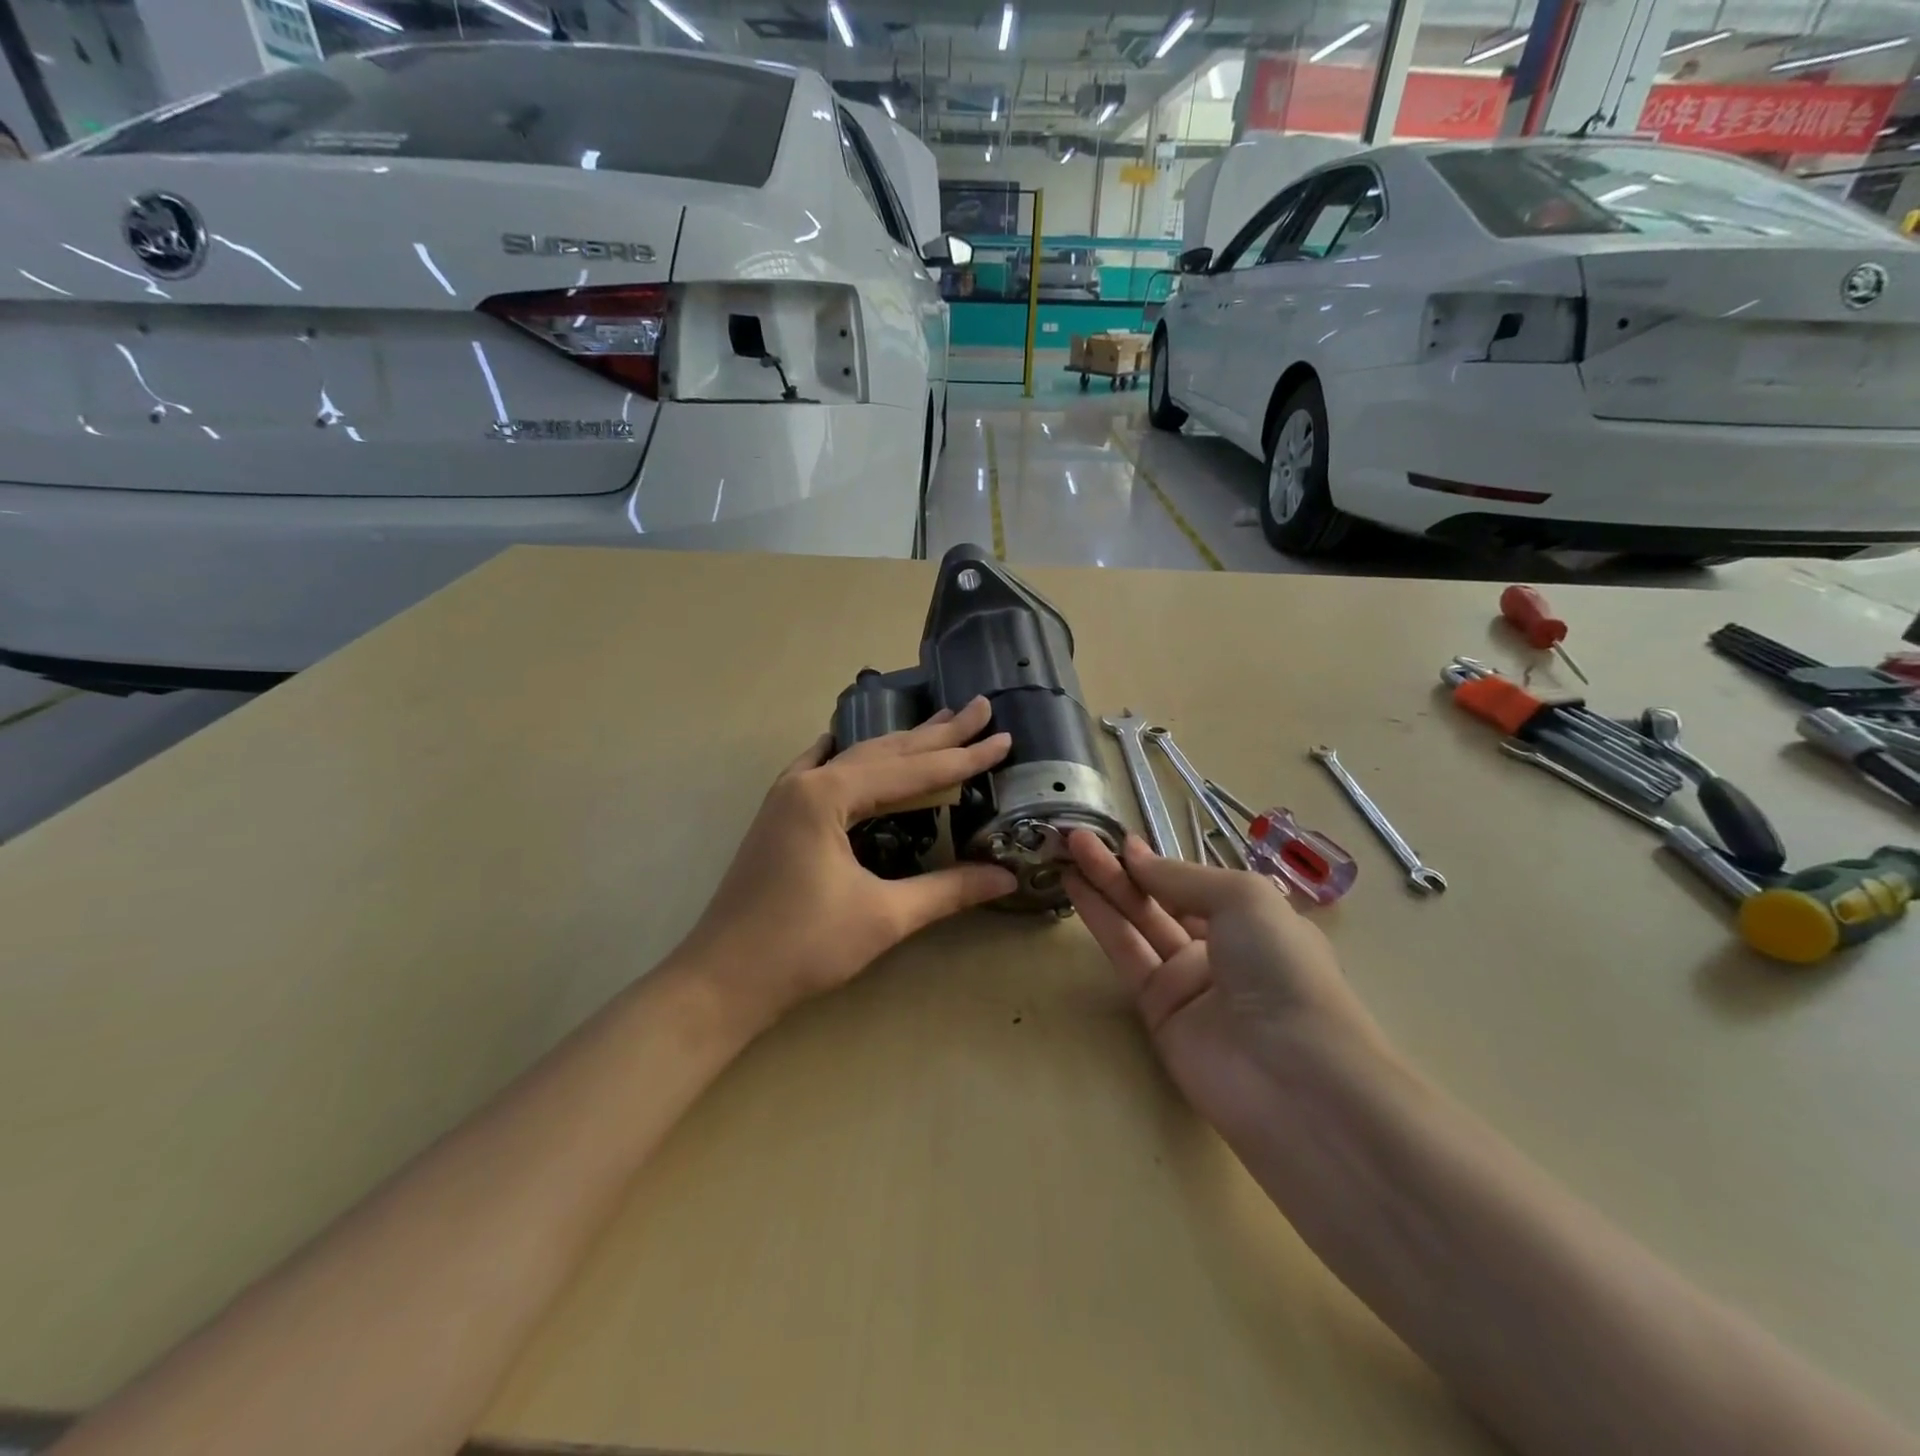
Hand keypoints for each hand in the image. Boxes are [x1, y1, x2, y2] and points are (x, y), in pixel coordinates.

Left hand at [677, 697, 1017, 1032]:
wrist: (720, 981)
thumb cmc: (802, 947)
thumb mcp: (884, 916)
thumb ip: (948, 890)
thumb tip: (1006, 876)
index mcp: (829, 795)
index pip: (913, 772)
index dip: (963, 759)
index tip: (1004, 738)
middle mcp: (807, 782)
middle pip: (886, 752)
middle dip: (938, 734)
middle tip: (981, 708)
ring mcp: (788, 797)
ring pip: (856, 759)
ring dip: (901, 744)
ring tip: (942, 722)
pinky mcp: (779, 817)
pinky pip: (819, 770)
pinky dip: (847, 757)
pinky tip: (843, 742)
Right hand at [1063, 832, 1386, 1139]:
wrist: (1292, 1076)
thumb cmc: (1281, 968)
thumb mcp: (1244, 899)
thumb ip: (1182, 877)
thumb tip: (1136, 858)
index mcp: (1254, 922)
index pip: (1196, 886)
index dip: (1159, 863)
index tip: (1120, 841)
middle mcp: (1220, 949)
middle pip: (1161, 900)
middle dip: (1122, 868)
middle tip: (1078, 837)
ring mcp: (1188, 982)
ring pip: (1138, 923)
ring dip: (1104, 887)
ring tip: (1067, 851)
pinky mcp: (1157, 1010)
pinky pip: (1126, 955)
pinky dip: (1101, 920)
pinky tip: (1076, 889)